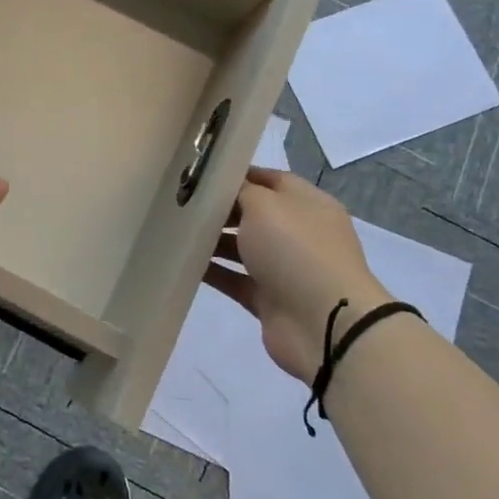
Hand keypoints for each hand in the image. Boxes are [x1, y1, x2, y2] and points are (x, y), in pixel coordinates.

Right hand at [203, 170, 390, 382]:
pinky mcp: (269, 299)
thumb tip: (227, 189)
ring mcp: (285, 268)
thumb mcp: (265, 205)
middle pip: (254, 214)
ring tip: (176, 230)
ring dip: (213, 240)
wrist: (323, 323)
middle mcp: (299, 234)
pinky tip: (183, 261)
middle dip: (221, 209)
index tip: (201, 175)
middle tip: (182, 202)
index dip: (239, 175)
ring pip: (242, 247)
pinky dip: (212, 271)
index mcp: (308, 204)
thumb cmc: (295, 250)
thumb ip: (241, 191)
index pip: (271, 180)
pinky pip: (235, 279)